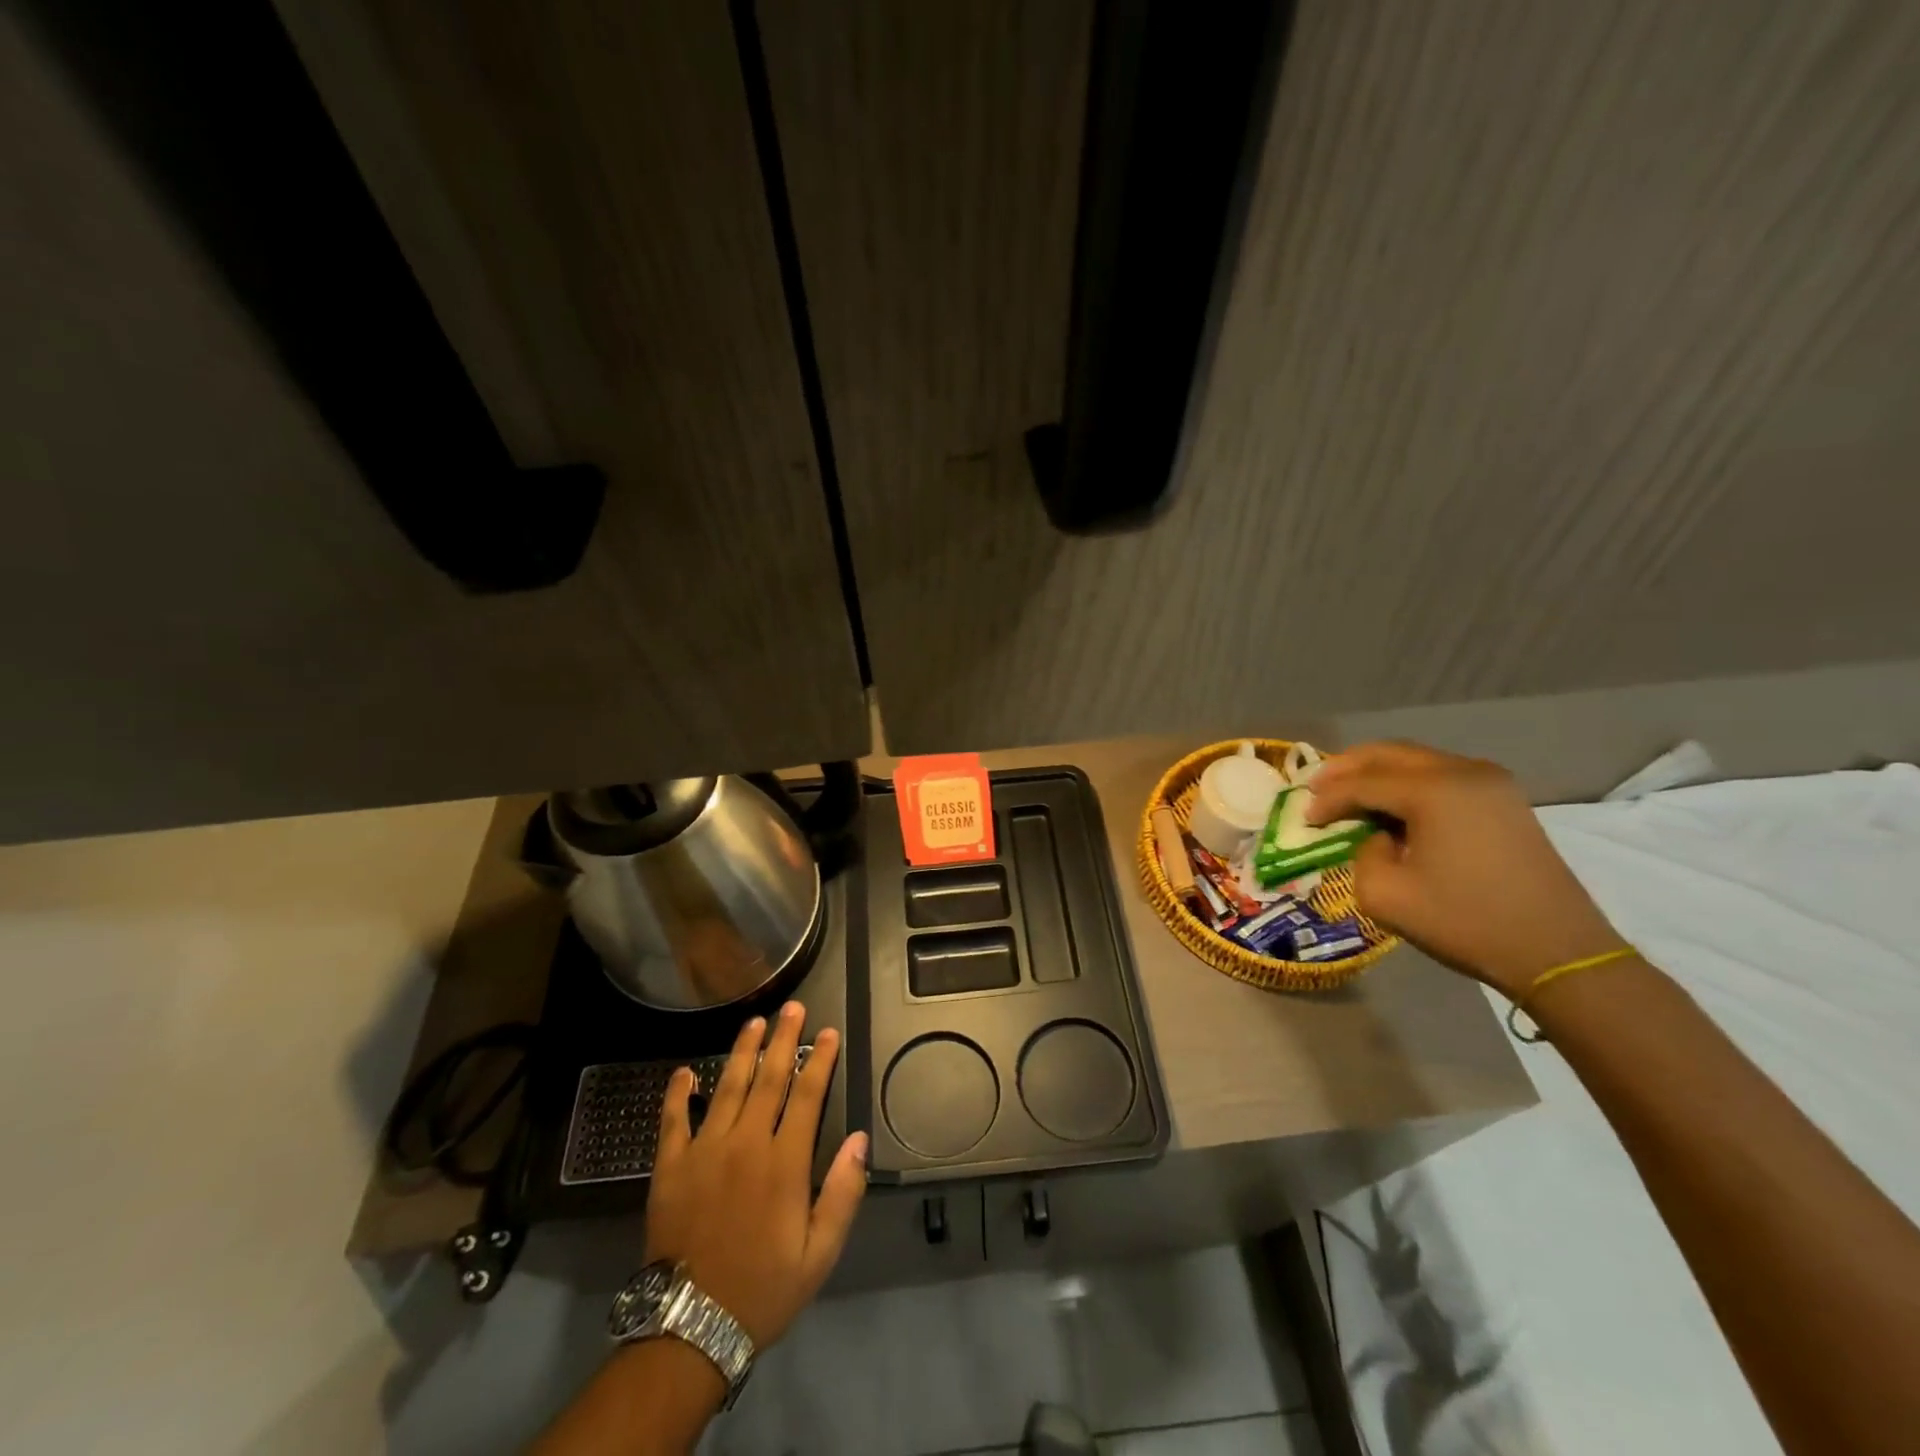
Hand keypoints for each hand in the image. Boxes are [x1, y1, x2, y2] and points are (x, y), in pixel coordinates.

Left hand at [644, 1002, 867, 1347]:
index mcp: (784, 1163)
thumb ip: (843, 1194)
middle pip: (769, 1078)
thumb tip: (859, 1139)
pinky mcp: (670, 1166)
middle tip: (793, 1007)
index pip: (807, 1095)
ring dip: (742, 1051)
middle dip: (783, 1039)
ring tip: (755, 1021)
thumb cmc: (763, 1289)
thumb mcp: (820, 1254)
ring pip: (727, 1087)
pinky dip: (678, 1093)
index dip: (819, 1060)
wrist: (689, 1328)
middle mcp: (745, 1144)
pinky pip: (673, 1120)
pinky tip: (685, 1071)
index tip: (828, 1032)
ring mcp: (704, 1151)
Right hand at [1307, 741, 1626, 998]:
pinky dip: (1407, 783)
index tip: (1304, 820)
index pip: (1361, 782)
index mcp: (1433, 791)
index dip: (1326, 799)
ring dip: (1377, 773)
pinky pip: (1441, 775)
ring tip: (1349, 795)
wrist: (1558, 951)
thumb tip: (1376, 838)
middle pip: (1388, 754)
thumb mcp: (1385, 896)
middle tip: (1317, 788)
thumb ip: (1361, 854)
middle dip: (1346, 768)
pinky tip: (1392, 806)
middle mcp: (1462, 771)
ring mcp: (1490, 781)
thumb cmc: (1466, 922)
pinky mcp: (1504, 798)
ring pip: (1416, 760)